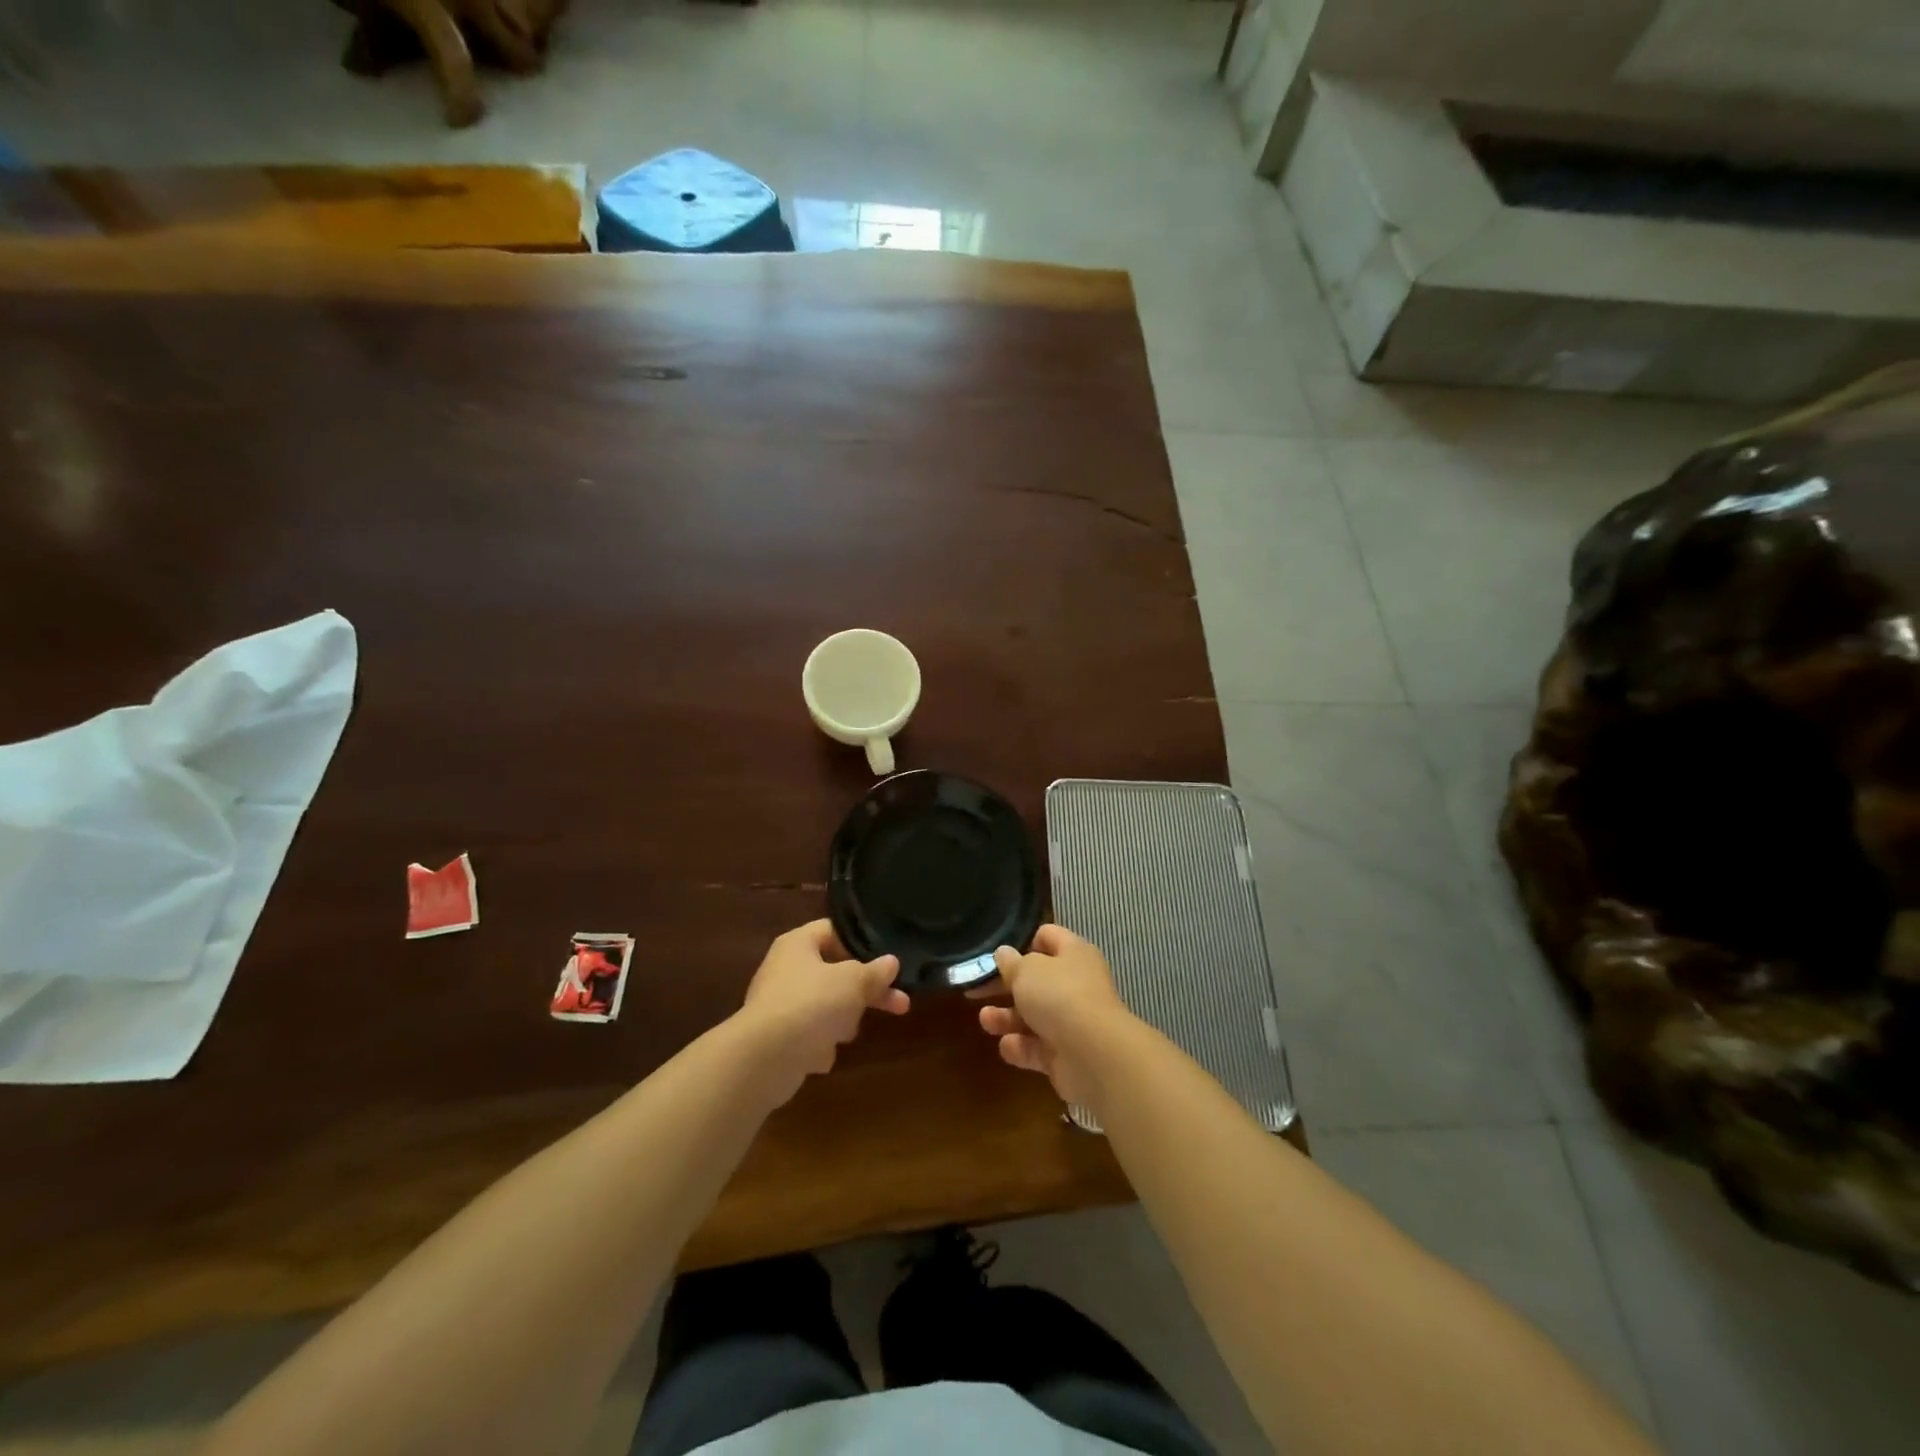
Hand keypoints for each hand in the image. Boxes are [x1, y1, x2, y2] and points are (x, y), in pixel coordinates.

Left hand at [738, 920, 907, 1104]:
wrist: (763, 1058)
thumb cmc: (811, 1004)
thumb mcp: (854, 982)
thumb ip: (875, 972)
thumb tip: (891, 962)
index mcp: (798, 944)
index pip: (834, 931)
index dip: (861, 943)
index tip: (887, 961)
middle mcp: (785, 969)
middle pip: (835, 972)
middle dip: (866, 991)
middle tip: (900, 1003)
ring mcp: (779, 1004)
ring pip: (825, 1005)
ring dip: (842, 1020)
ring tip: (846, 1033)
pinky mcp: (777, 1038)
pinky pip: (810, 1035)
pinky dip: (820, 1045)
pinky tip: (821, 1054)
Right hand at [977, 924, 1131, 1104]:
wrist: (1094, 1055)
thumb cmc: (1059, 997)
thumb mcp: (1026, 971)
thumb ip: (1010, 962)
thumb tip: (1004, 953)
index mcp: (1073, 954)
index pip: (1048, 936)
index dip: (1023, 942)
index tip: (998, 955)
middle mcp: (1075, 984)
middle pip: (1036, 980)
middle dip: (1007, 986)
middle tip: (977, 989)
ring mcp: (1072, 1021)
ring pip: (1033, 1016)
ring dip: (1007, 1018)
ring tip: (985, 1020)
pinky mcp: (1066, 1055)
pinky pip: (1037, 1048)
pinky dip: (1020, 1047)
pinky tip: (1006, 1045)